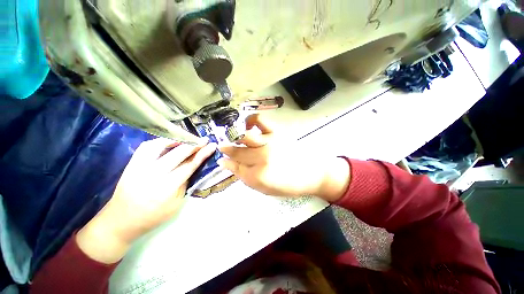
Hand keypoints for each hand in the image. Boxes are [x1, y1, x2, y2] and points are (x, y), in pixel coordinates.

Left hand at [77, 138, 216, 262]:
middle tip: (204, 140)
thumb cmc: (153, 216)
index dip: (202, 154)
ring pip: (160, 145)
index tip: (212, 146)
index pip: (189, 165)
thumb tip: (193, 164)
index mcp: (167, 187)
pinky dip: (160, 141)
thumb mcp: (177, 203)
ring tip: (188, 139)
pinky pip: (147, 146)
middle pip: (178, 153)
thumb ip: (185, 182)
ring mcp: (139, 166)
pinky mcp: (131, 163)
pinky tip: (169, 142)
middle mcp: (152, 173)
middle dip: (194, 144)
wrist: (121, 221)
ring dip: (177, 140)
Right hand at [218, 114, 350, 200]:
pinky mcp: (277, 132)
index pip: (235, 167)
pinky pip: (259, 121)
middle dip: (227, 149)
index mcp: (258, 176)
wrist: (313, 173)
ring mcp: (269, 143)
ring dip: (235, 137)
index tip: (222, 159)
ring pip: (244, 137)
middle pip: (238, 152)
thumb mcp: (265, 189)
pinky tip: (248, 125)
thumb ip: (246, 177)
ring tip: (235, 137)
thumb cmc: (289, 185)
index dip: (226, 163)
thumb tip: (229, 164)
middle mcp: (261, 158)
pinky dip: (250, 120)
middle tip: (223, 147)